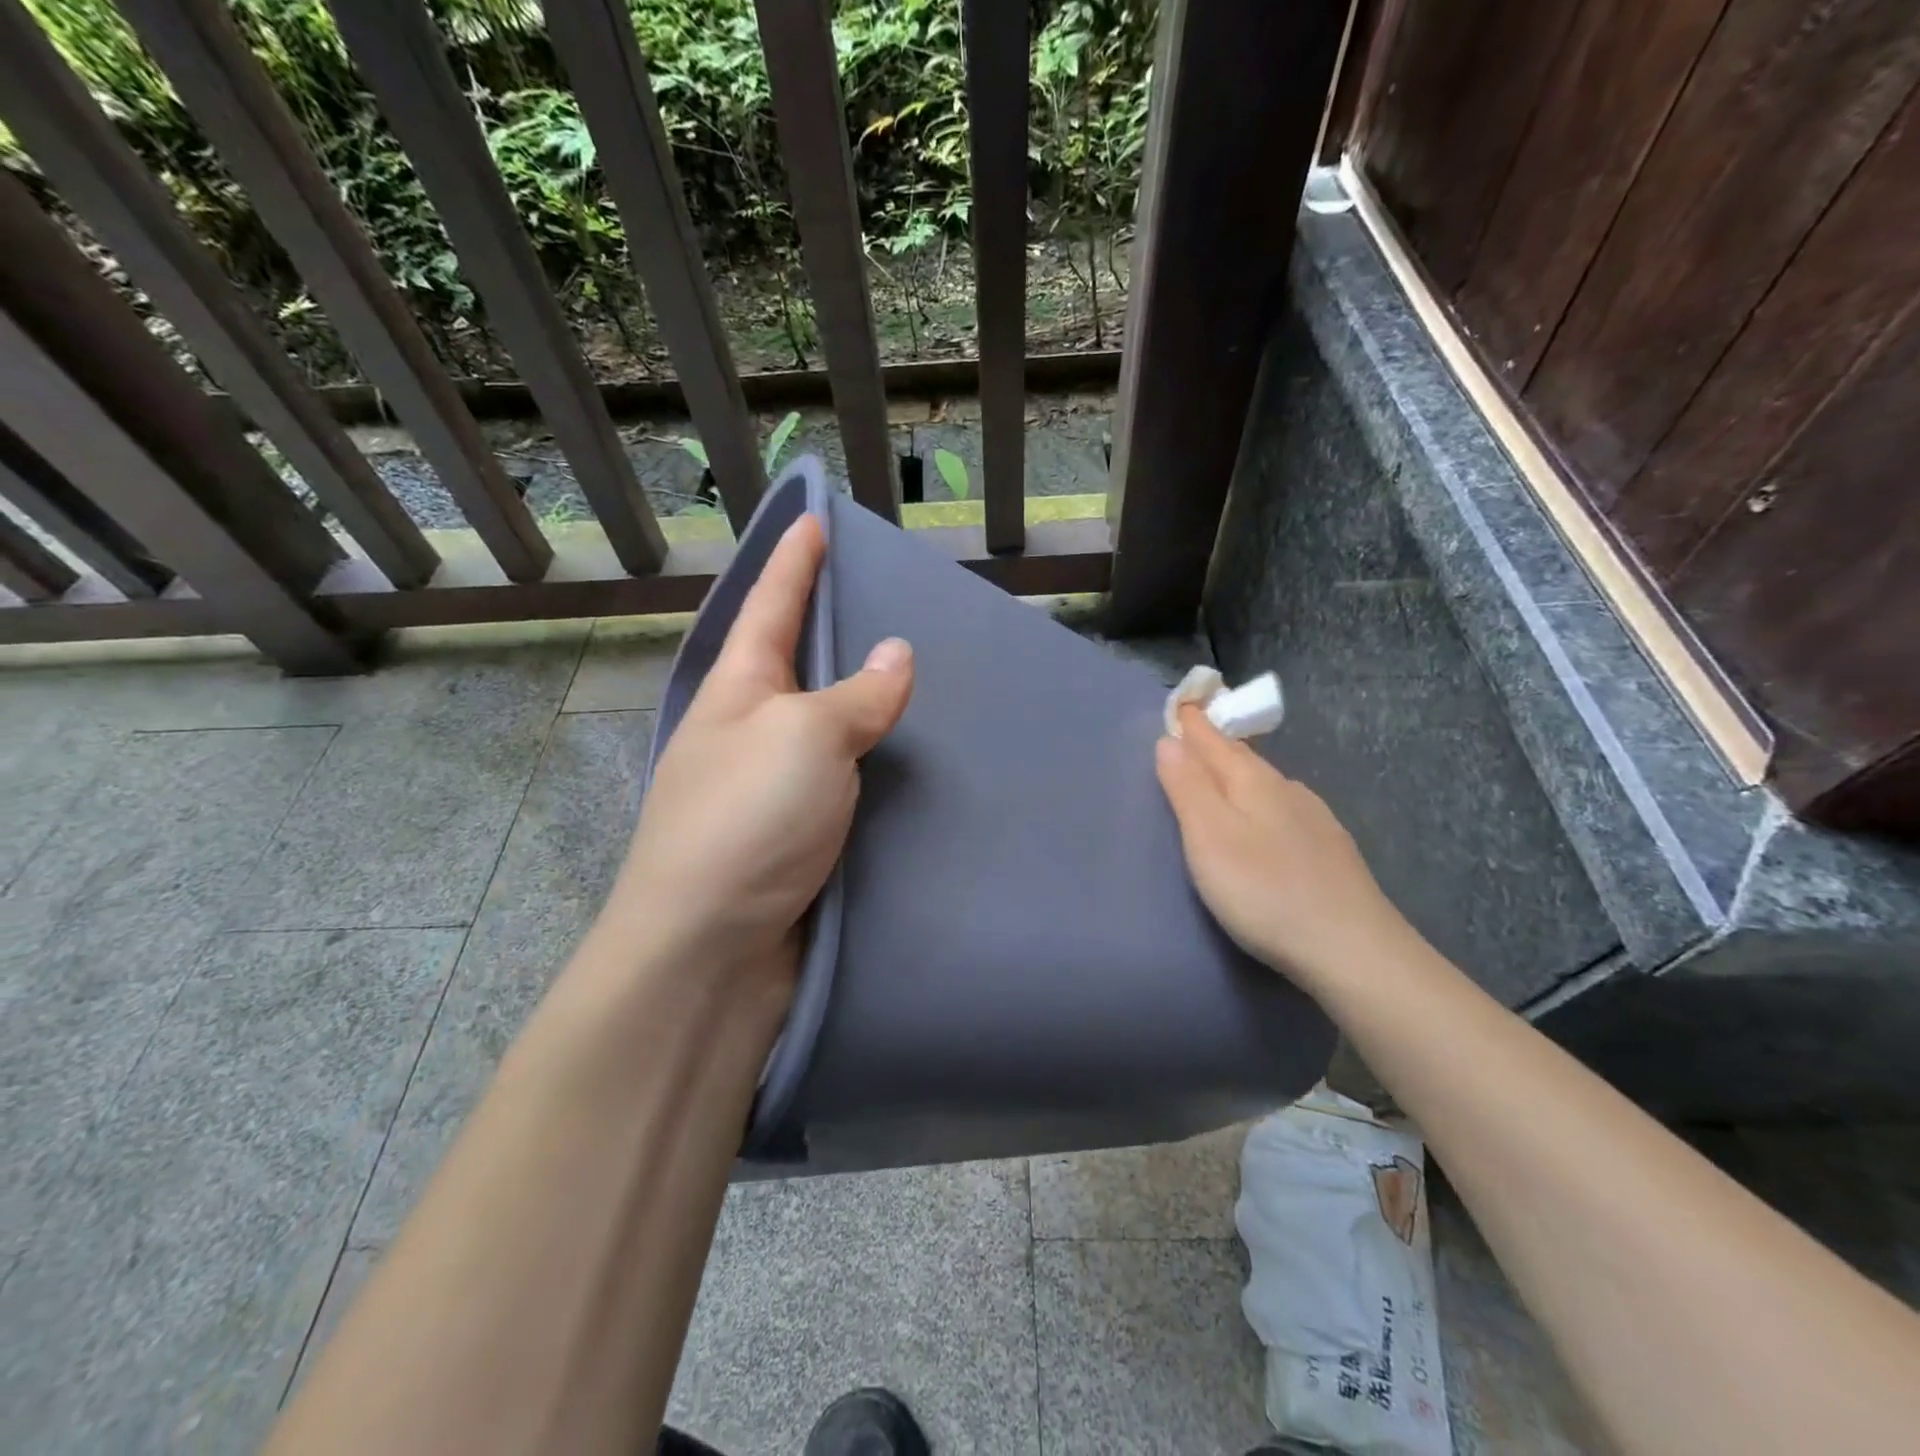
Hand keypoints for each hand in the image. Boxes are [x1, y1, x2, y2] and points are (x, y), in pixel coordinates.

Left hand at [605, 515, 913, 989]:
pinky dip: (872, 764)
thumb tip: (896, 653)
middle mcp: (748, 731)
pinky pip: (842, 781)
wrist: (708, 955)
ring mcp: (769, 788)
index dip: (794, 560)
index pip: (770, 605)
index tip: (815, 517)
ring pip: (824, 725)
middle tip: (885, 597)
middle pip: (795, 662)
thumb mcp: (805, 738)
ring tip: (912, 676)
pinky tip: (906, 762)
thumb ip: (856, 695)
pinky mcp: (794, 838)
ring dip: (859, 701)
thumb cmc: (747, 822)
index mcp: (739, 690)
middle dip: (830, 626)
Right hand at [1155, 705, 1413, 999]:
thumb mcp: (1210, 837)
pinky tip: (1269, 817)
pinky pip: (1285, 807)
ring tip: (1222, 772)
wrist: (1352, 949)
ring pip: (1267, 783)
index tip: (1181, 701)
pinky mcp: (1330, 850)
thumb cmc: (1265, 890)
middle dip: (1216, 743)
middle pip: (1243, 758)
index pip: (1214, 741)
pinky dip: (1263, 800)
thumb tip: (1169, 740)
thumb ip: (1187, 787)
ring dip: (1240, 772)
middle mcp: (1287, 790)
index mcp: (1253, 782)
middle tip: (1194, 731)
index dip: (1194, 723)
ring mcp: (1314, 819)